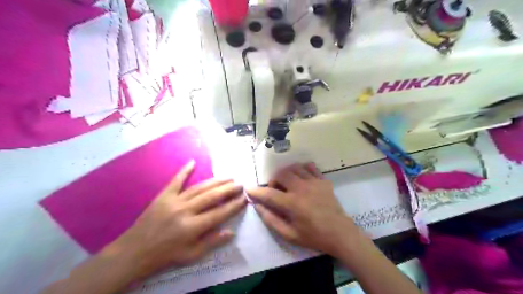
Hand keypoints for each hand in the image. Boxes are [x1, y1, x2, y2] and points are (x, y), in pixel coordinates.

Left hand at [109, 161, 247, 277]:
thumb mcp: (191, 255)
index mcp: (192, 227)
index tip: (244, 199)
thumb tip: (231, 231)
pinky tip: (193, 162)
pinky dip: (184, 171)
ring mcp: (174, 201)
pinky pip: (176, 181)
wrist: (134, 251)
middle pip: (212, 197)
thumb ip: (212, 242)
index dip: (234, 206)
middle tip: (240, 184)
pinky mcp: (163, 196)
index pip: (219, 213)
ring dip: (216, 181)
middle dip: (228, 189)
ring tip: (228, 177)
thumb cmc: (165, 255)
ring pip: (199, 188)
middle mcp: (185, 211)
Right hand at [248, 161, 361, 255]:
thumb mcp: (289, 235)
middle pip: (281, 174)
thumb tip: (257, 206)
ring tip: (287, 183)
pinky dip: (301, 169)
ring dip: (286, 173)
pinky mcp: (323, 180)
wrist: (340, 233)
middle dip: (273, 180)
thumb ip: (271, 220)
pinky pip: (310, 167)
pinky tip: (301, 177)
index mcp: (293, 203)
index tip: (249, 189)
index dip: (256, 191)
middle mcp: (302, 188)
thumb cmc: (314, 236)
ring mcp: (314, 182)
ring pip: (294, 167)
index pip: (269, 194)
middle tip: (275, 190)